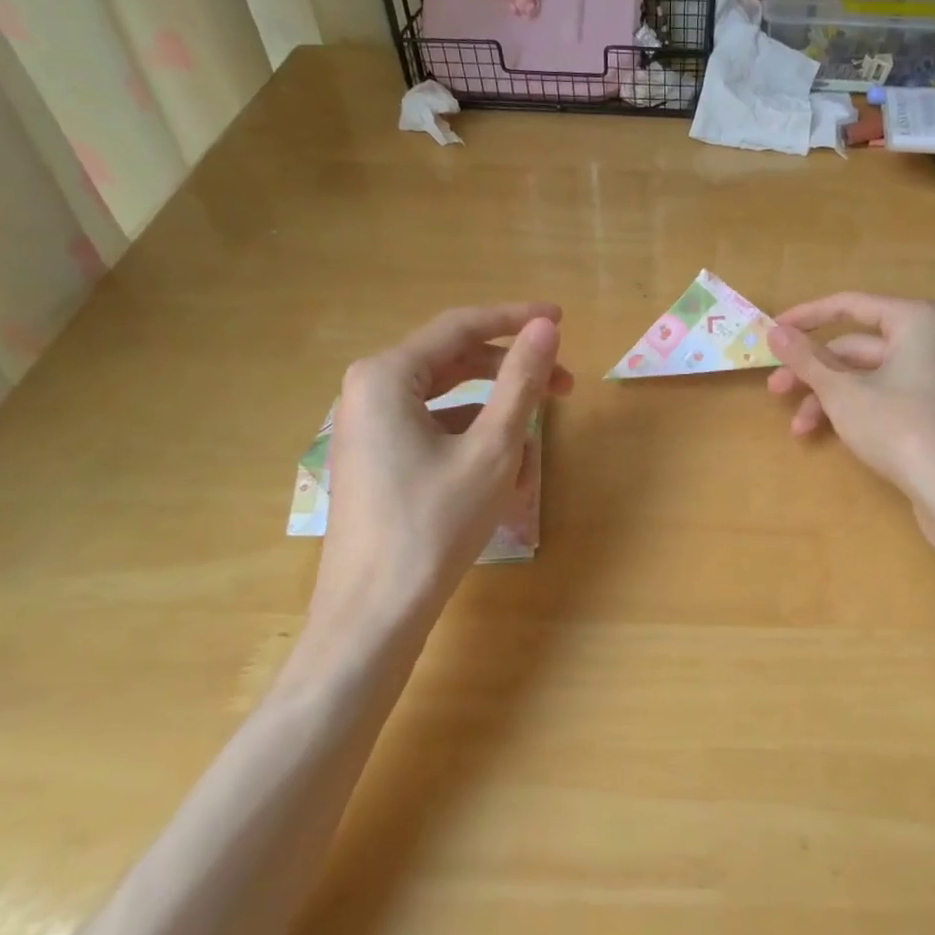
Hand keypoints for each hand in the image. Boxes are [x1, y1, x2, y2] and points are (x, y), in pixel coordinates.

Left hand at [309, 303, 573, 635]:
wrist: (374, 615)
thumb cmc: (434, 525)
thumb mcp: (492, 448)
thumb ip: (521, 381)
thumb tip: (545, 327)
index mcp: (387, 375)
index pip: (461, 327)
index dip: (516, 319)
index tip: (561, 319)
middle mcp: (369, 391)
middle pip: (454, 364)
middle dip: (511, 375)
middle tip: (565, 388)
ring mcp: (368, 428)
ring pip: (448, 403)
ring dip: (497, 419)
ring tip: (534, 453)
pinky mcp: (376, 460)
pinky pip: (433, 434)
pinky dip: (472, 444)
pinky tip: (502, 478)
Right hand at [766, 294, 934, 507]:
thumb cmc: (899, 427)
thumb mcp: (842, 392)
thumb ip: (806, 358)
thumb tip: (775, 332)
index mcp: (916, 320)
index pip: (850, 305)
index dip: (806, 318)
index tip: (772, 332)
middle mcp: (933, 340)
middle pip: (858, 347)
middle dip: (814, 371)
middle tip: (776, 390)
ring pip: (869, 376)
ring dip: (829, 397)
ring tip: (799, 428)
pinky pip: (887, 395)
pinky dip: (856, 408)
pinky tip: (828, 434)